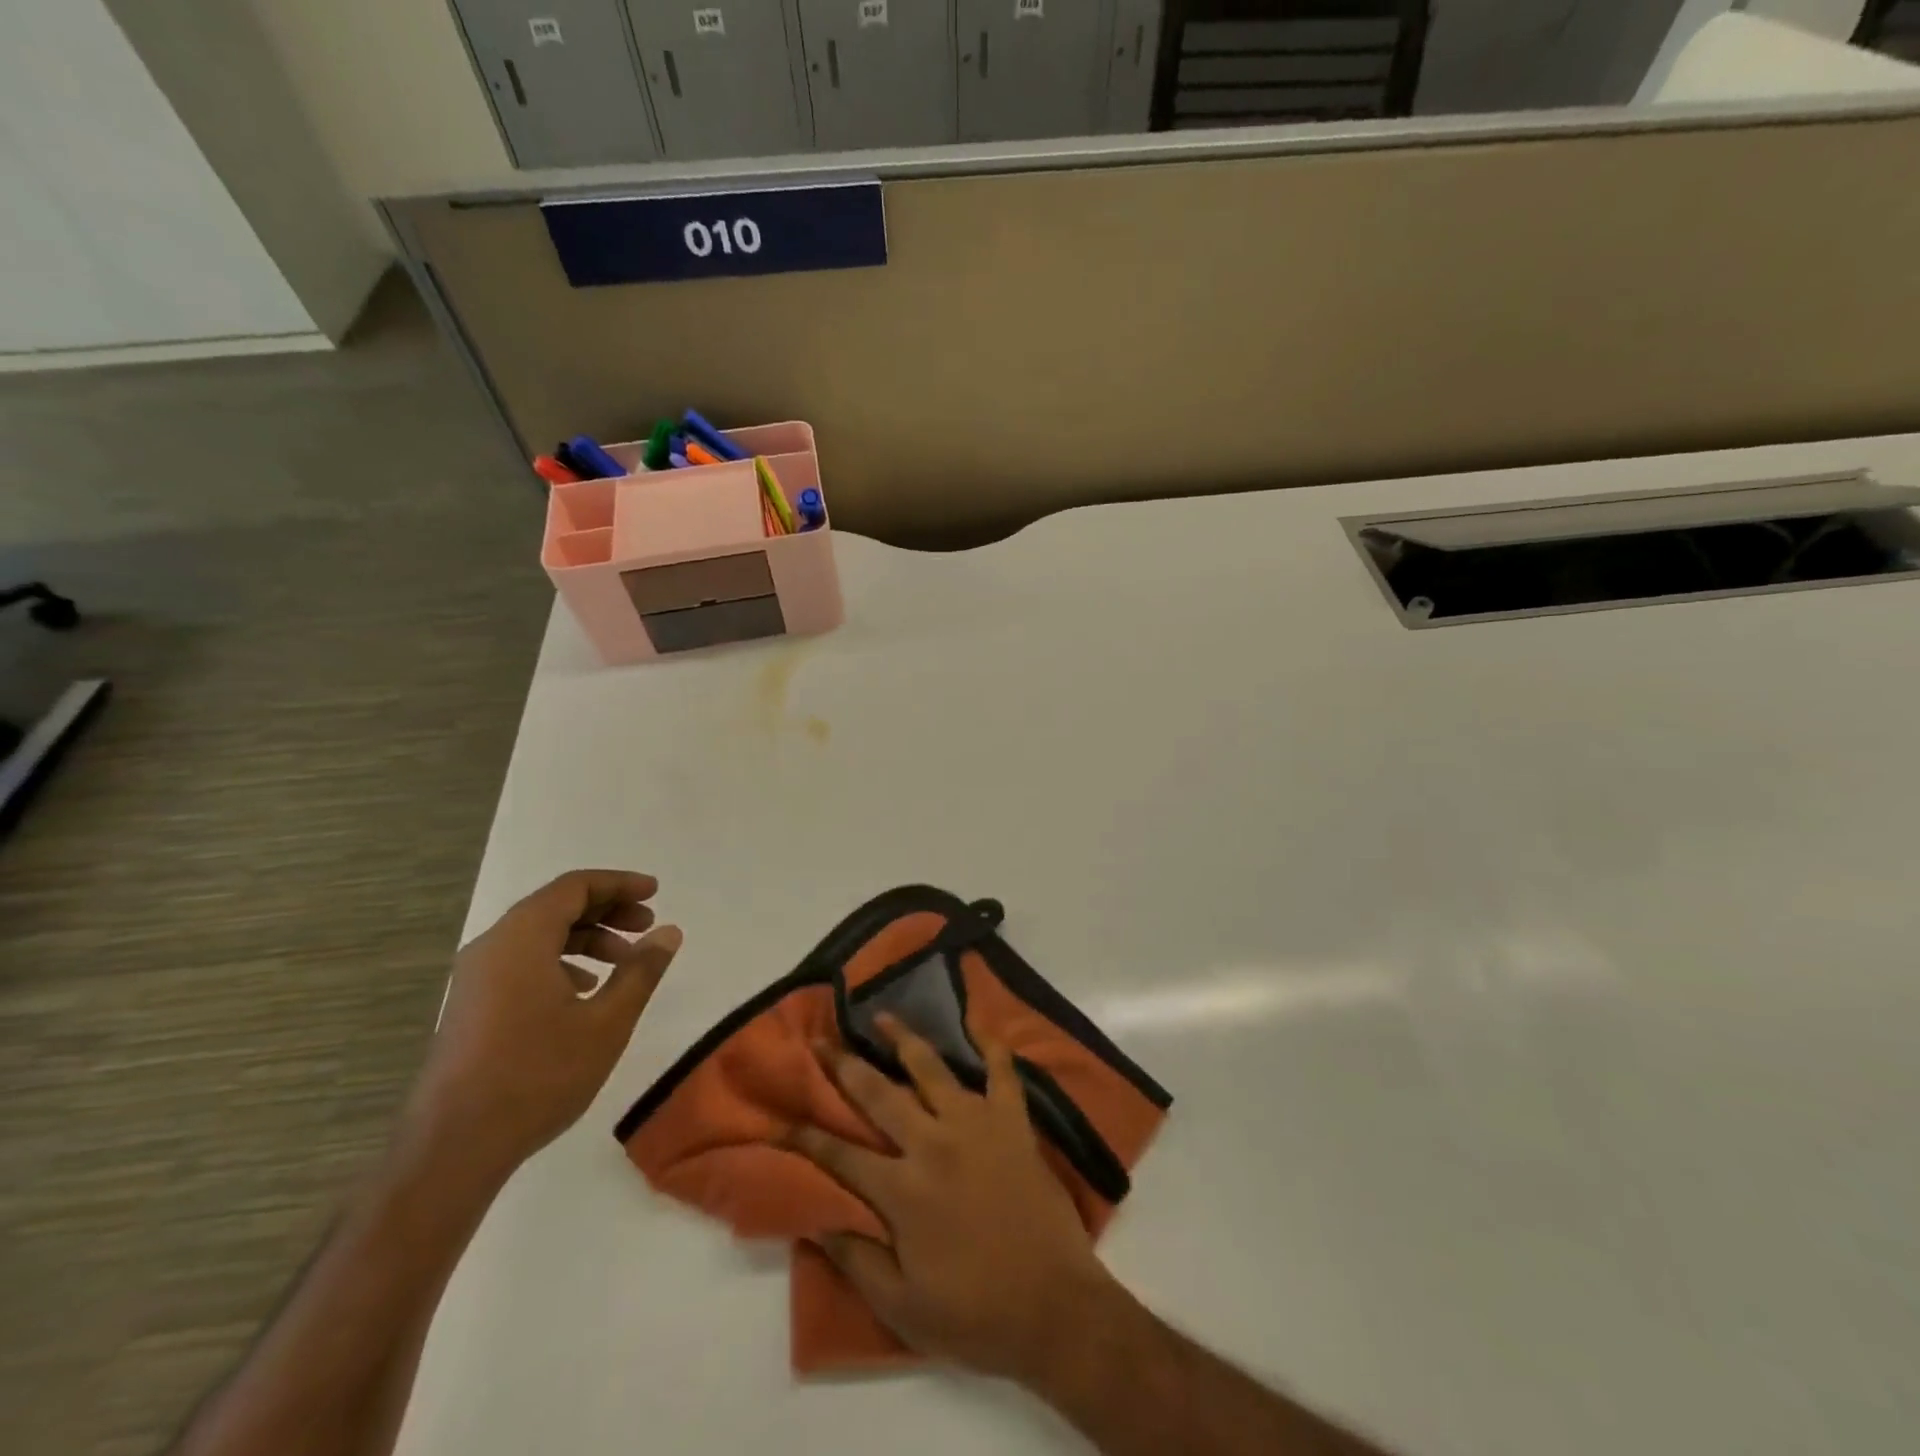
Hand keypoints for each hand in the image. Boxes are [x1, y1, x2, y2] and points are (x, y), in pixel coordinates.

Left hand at [406, 869, 682, 1178]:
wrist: (453, 1147)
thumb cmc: (538, 1074)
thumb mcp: (607, 1021)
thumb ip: (641, 970)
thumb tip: (668, 932)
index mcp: (521, 938)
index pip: (575, 887)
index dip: (619, 884)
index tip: (655, 894)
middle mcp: (492, 947)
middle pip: (555, 907)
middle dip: (607, 911)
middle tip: (647, 928)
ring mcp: (476, 979)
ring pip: (538, 937)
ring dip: (586, 939)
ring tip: (623, 963)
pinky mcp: (471, 1007)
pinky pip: (522, 963)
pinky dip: (560, 962)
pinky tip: (585, 993)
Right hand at [790, 1015, 1123, 1383]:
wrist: (1055, 1308)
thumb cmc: (975, 1313)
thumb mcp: (902, 1307)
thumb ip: (857, 1259)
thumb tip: (815, 1220)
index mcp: (902, 1190)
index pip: (840, 1155)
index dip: (806, 1136)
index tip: (780, 1116)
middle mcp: (933, 1143)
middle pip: (878, 1094)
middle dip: (844, 1066)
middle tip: (821, 1040)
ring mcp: (976, 1124)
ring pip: (932, 1068)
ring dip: (903, 1039)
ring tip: (882, 1017)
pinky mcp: (1013, 1121)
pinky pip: (1002, 1072)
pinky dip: (991, 1046)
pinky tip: (979, 1024)